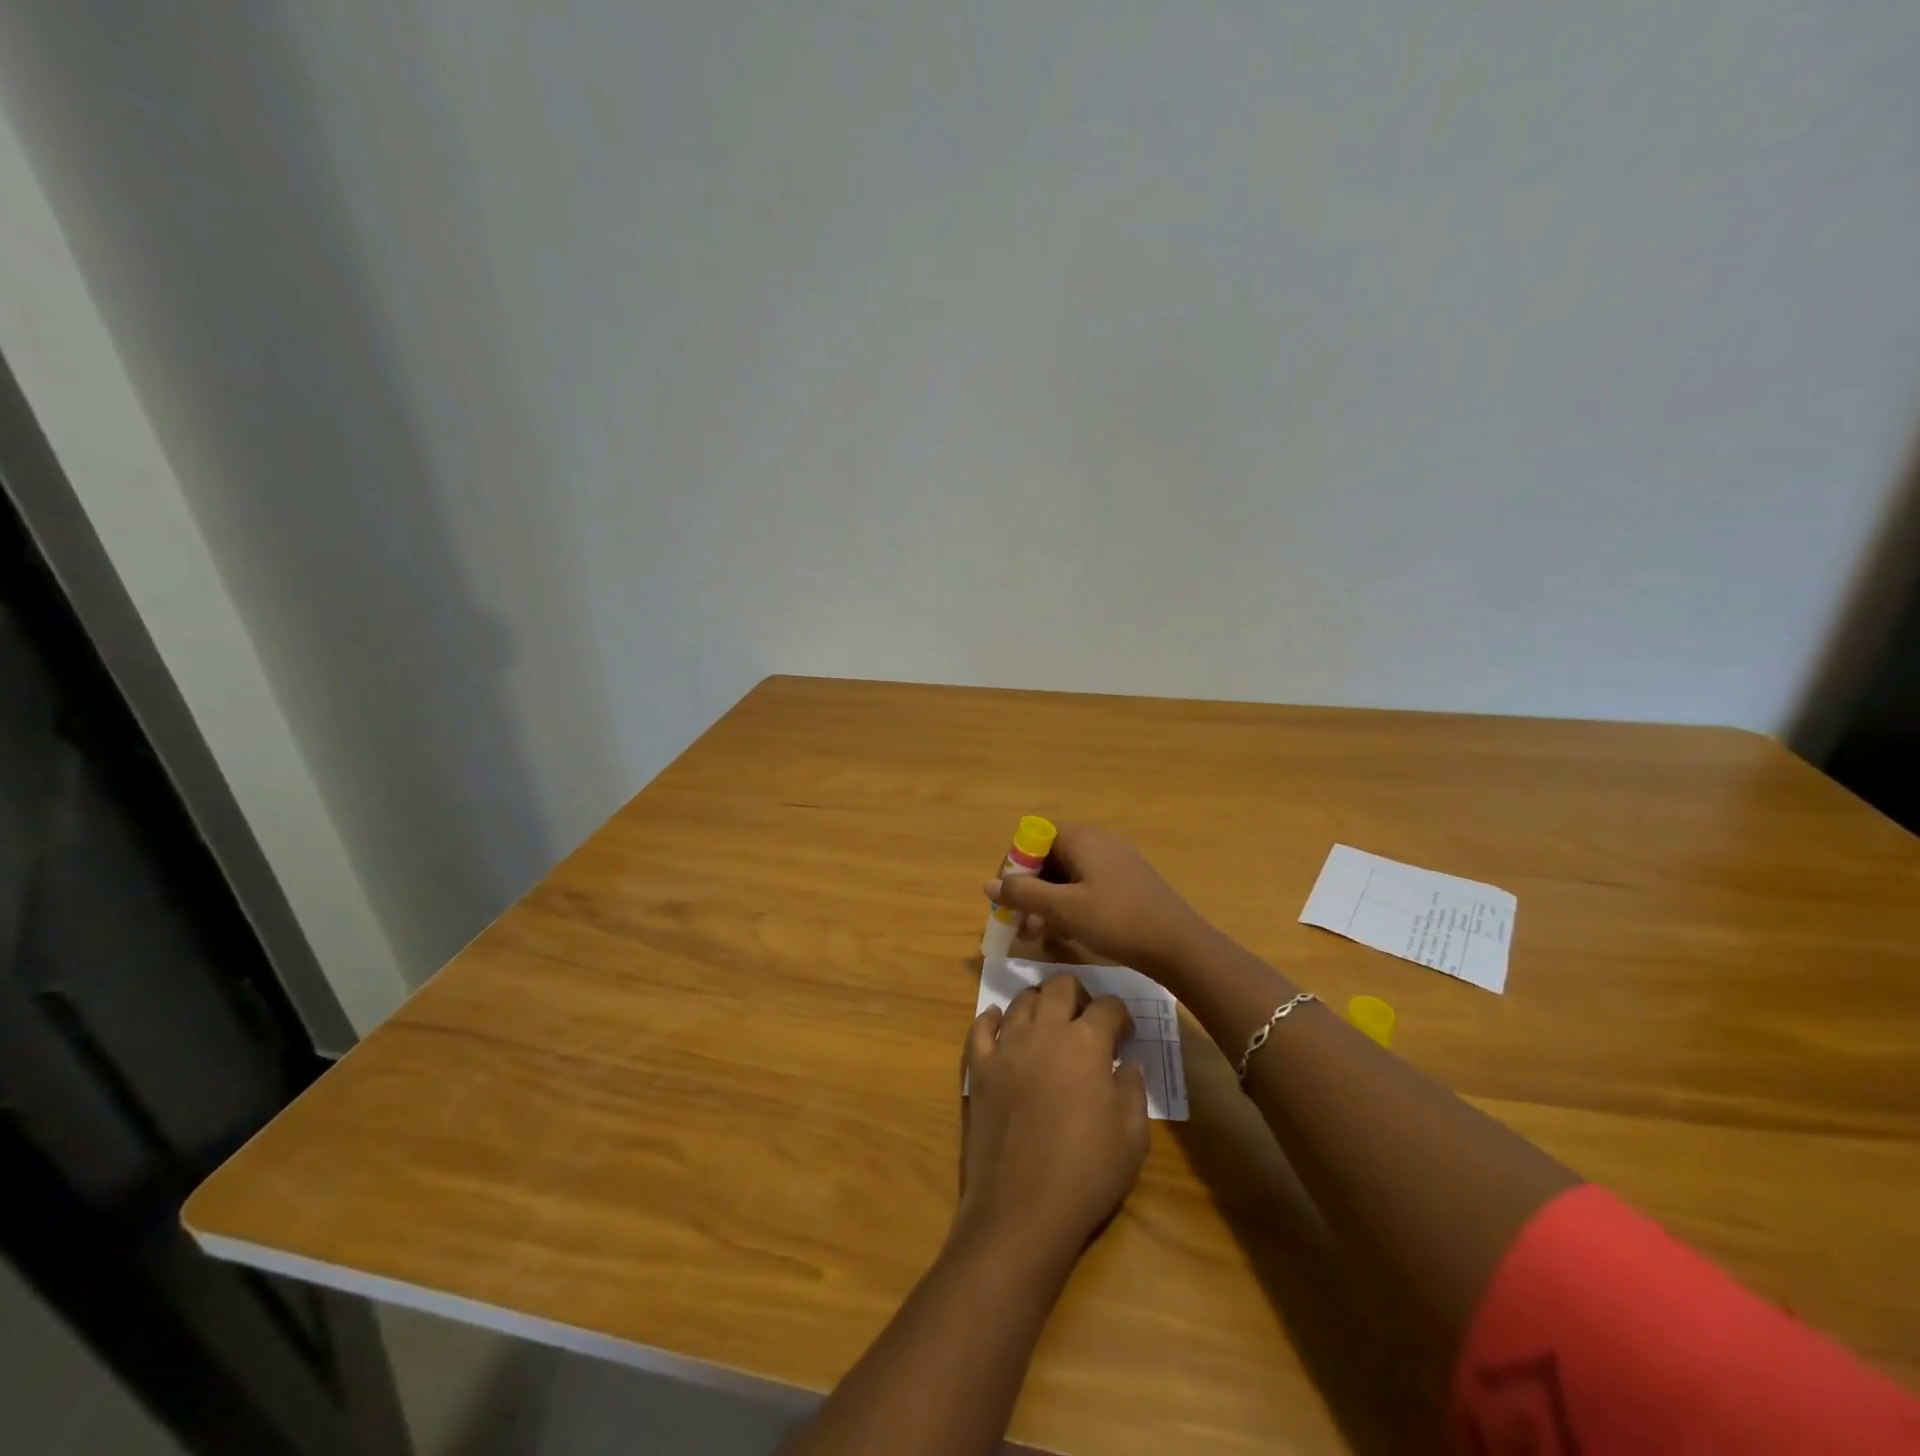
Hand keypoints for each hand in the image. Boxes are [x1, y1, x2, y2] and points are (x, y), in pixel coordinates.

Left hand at [956, 974, 1148, 1264]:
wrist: (1021, 1209)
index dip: (1121, 1015)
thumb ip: (1132, 1090)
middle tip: (1086, 1019)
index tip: (1125, 1034)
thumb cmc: (1086, 1174)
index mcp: (1086, 1044)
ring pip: (1021, 1000)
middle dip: (1078, 994)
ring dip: (1039, 1003)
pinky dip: (992, 1018)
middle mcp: (1044, 1032)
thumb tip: (1127, 1064)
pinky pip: (981, 1027)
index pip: (1108, 1007)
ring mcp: (1006, 1047)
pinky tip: (999, 1022)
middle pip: (1060, 986)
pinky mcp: (978, 1067)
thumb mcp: (1132, 1137)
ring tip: (1048, 1022)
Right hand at [985, 824, 1205, 974]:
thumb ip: (1023, 894)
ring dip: (1046, 902)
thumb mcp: (1063, 909)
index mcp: (1081, 838)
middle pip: (1049, 857)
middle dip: (1028, 889)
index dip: (1014, 864)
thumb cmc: (1116, 920)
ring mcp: (1114, 863)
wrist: (1179, 945)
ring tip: (1036, 935)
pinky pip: (1085, 887)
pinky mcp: (1126, 884)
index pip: (1033, 836)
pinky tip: (1065, 934)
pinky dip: (1068, 906)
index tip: (1007, 895)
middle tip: (1018, 923)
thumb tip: (989, 884)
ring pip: (1066, 876)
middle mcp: (1097, 842)